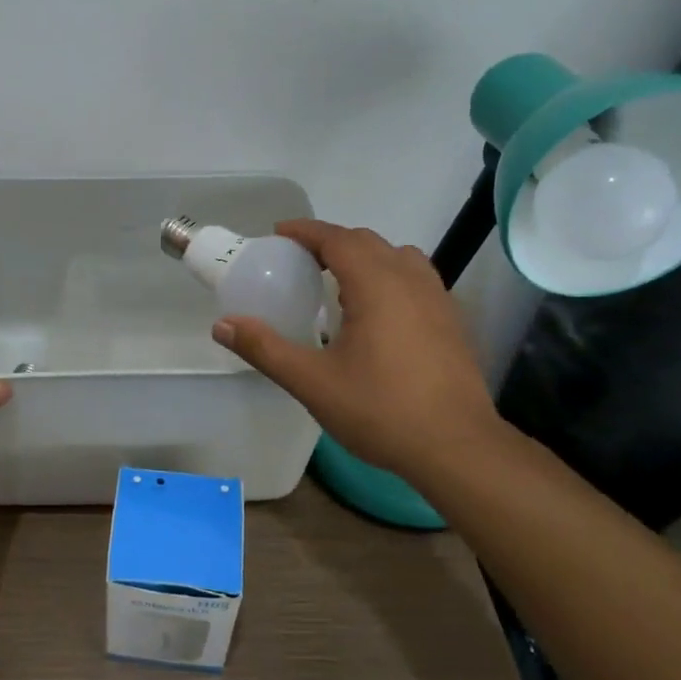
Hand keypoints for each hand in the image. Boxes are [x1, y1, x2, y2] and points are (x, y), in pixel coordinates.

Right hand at [211, 220, 500, 483]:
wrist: (457, 448)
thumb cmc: (381, 410)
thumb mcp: (312, 382)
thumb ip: (265, 349)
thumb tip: (222, 326)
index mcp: (377, 285)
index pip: (338, 238)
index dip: (306, 231)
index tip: (278, 234)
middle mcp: (410, 280)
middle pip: (368, 242)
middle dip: (332, 241)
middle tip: (300, 260)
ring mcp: (438, 300)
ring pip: (398, 257)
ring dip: (365, 256)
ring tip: (339, 280)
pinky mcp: (452, 322)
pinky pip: (416, 279)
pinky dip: (389, 276)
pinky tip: (377, 313)